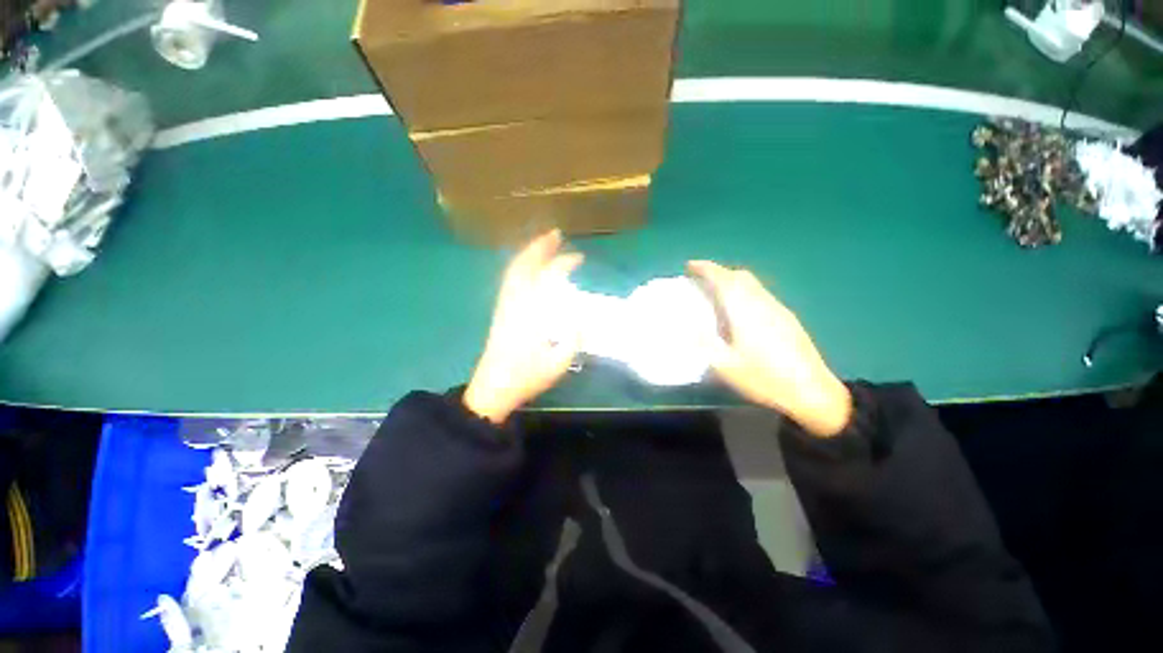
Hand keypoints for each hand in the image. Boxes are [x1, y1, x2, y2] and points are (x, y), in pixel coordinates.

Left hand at [464, 231, 583, 423]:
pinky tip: (530, 268)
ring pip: (514, 271)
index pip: (545, 279)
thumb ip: (573, 340)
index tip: (578, 257)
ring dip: (529, 254)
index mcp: (529, 312)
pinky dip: (521, 267)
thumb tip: (582, 320)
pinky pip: (510, 281)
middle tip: (556, 235)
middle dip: (540, 247)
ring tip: (545, 245)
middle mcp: (514, 302)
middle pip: (523, 266)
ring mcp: (505, 305)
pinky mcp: (501, 312)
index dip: (562, 264)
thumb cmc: (526, 376)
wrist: (494, 388)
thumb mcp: (558, 363)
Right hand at [687, 260, 851, 436]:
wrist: (812, 391)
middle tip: (701, 281)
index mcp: (745, 311)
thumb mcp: (725, 366)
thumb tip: (689, 326)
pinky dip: (744, 292)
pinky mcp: (787, 318)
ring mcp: (778, 309)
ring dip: (733, 282)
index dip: (706, 269)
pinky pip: (761, 294)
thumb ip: (704, 343)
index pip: (724, 279)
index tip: (690, 266)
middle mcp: (762, 303)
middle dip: (719, 272)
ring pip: (753, 284)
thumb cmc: (764, 378)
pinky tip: (740, 313)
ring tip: (716, 295)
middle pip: (741, 276)